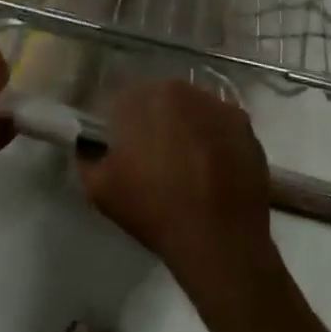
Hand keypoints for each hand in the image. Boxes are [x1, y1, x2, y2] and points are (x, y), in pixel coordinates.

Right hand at [76, 81, 275, 291]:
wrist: (218, 242)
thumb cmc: (155, 211)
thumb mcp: (102, 190)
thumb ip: (87, 159)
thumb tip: (86, 146)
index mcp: (145, 97)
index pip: (126, 100)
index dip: (123, 125)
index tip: (125, 150)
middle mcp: (182, 89)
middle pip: (162, 100)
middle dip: (156, 122)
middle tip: (156, 159)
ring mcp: (217, 105)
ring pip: (193, 109)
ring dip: (187, 127)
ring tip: (188, 165)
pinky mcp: (244, 125)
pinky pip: (221, 125)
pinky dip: (215, 139)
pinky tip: (213, 168)